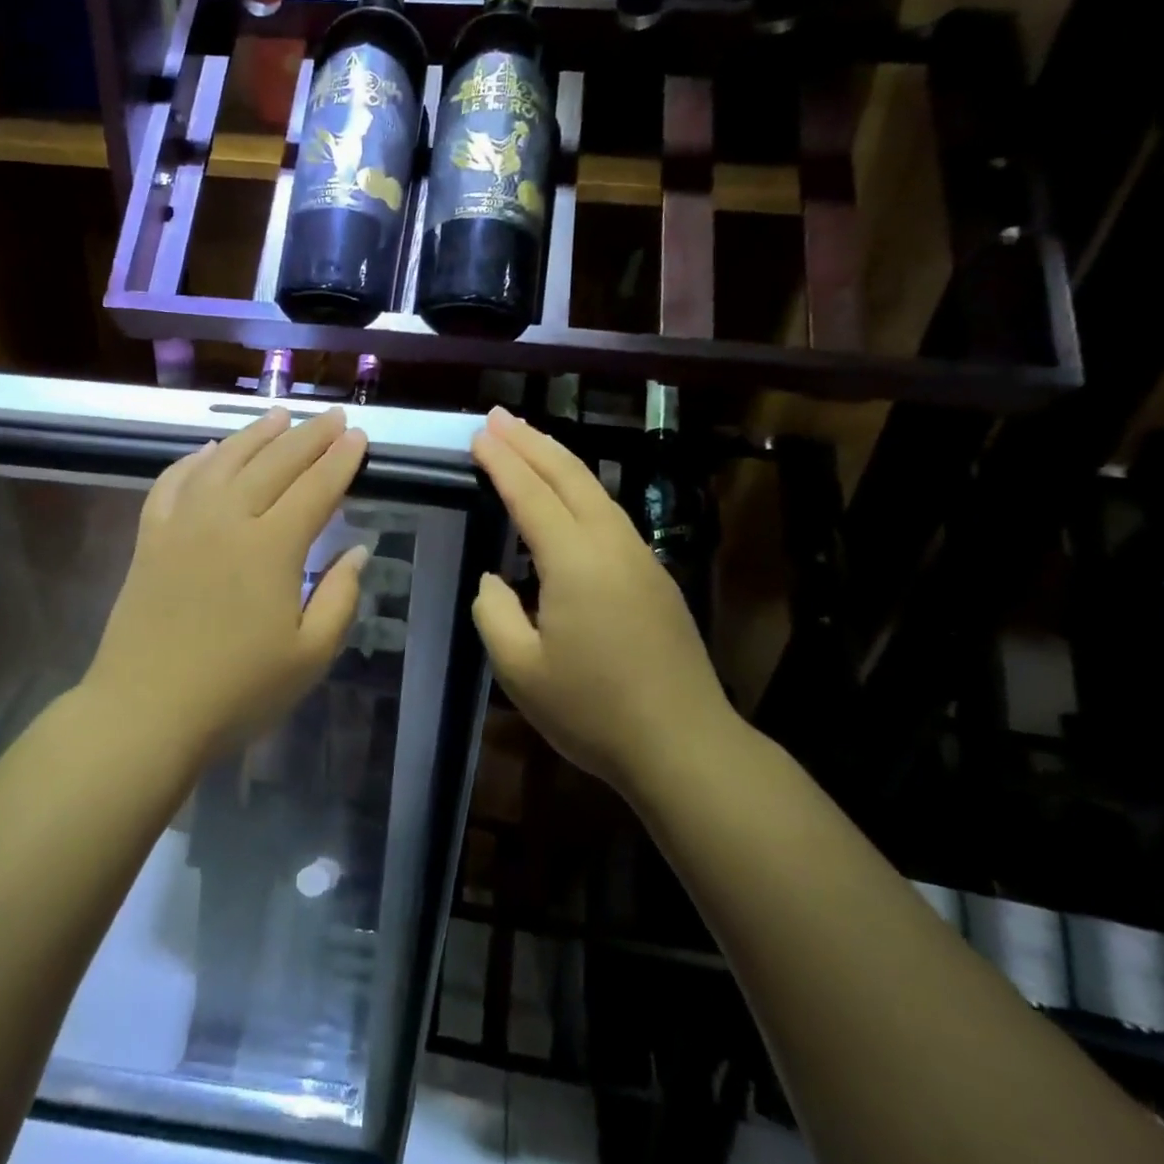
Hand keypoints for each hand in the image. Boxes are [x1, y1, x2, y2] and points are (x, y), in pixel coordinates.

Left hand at [82, 407, 368, 758]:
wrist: (145, 711)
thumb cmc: (237, 691)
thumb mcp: (310, 656)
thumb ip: (340, 597)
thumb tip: (357, 550)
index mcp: (272, 547)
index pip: (316, 488)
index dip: (341, 460)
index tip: (359, 437)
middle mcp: (228, 519)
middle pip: (275, 463)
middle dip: (309, 436)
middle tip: (333, 418)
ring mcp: (183, 523)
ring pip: (224, 460)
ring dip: (256, 434)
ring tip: (280, 415)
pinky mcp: (150, 537)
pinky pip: (173, 481)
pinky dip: (194, 459)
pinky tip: (210, 450)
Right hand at [470, 406, 736, 791]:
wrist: (685, 745)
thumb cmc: (593, 711)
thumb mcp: (520, 670)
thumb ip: (494, 612)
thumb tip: (494, 580)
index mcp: (576, 561)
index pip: (530, 495)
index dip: (502, 462)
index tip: (478, 435)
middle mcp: (612, 545)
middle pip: (569, 476)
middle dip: (530, 441)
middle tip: (498, 417)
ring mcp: (640, 558)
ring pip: (595, 490)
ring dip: (558, 460)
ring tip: (527, 441)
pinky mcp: (655, 576)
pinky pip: (610, 513)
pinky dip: (580, 489)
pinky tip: (568, 496)